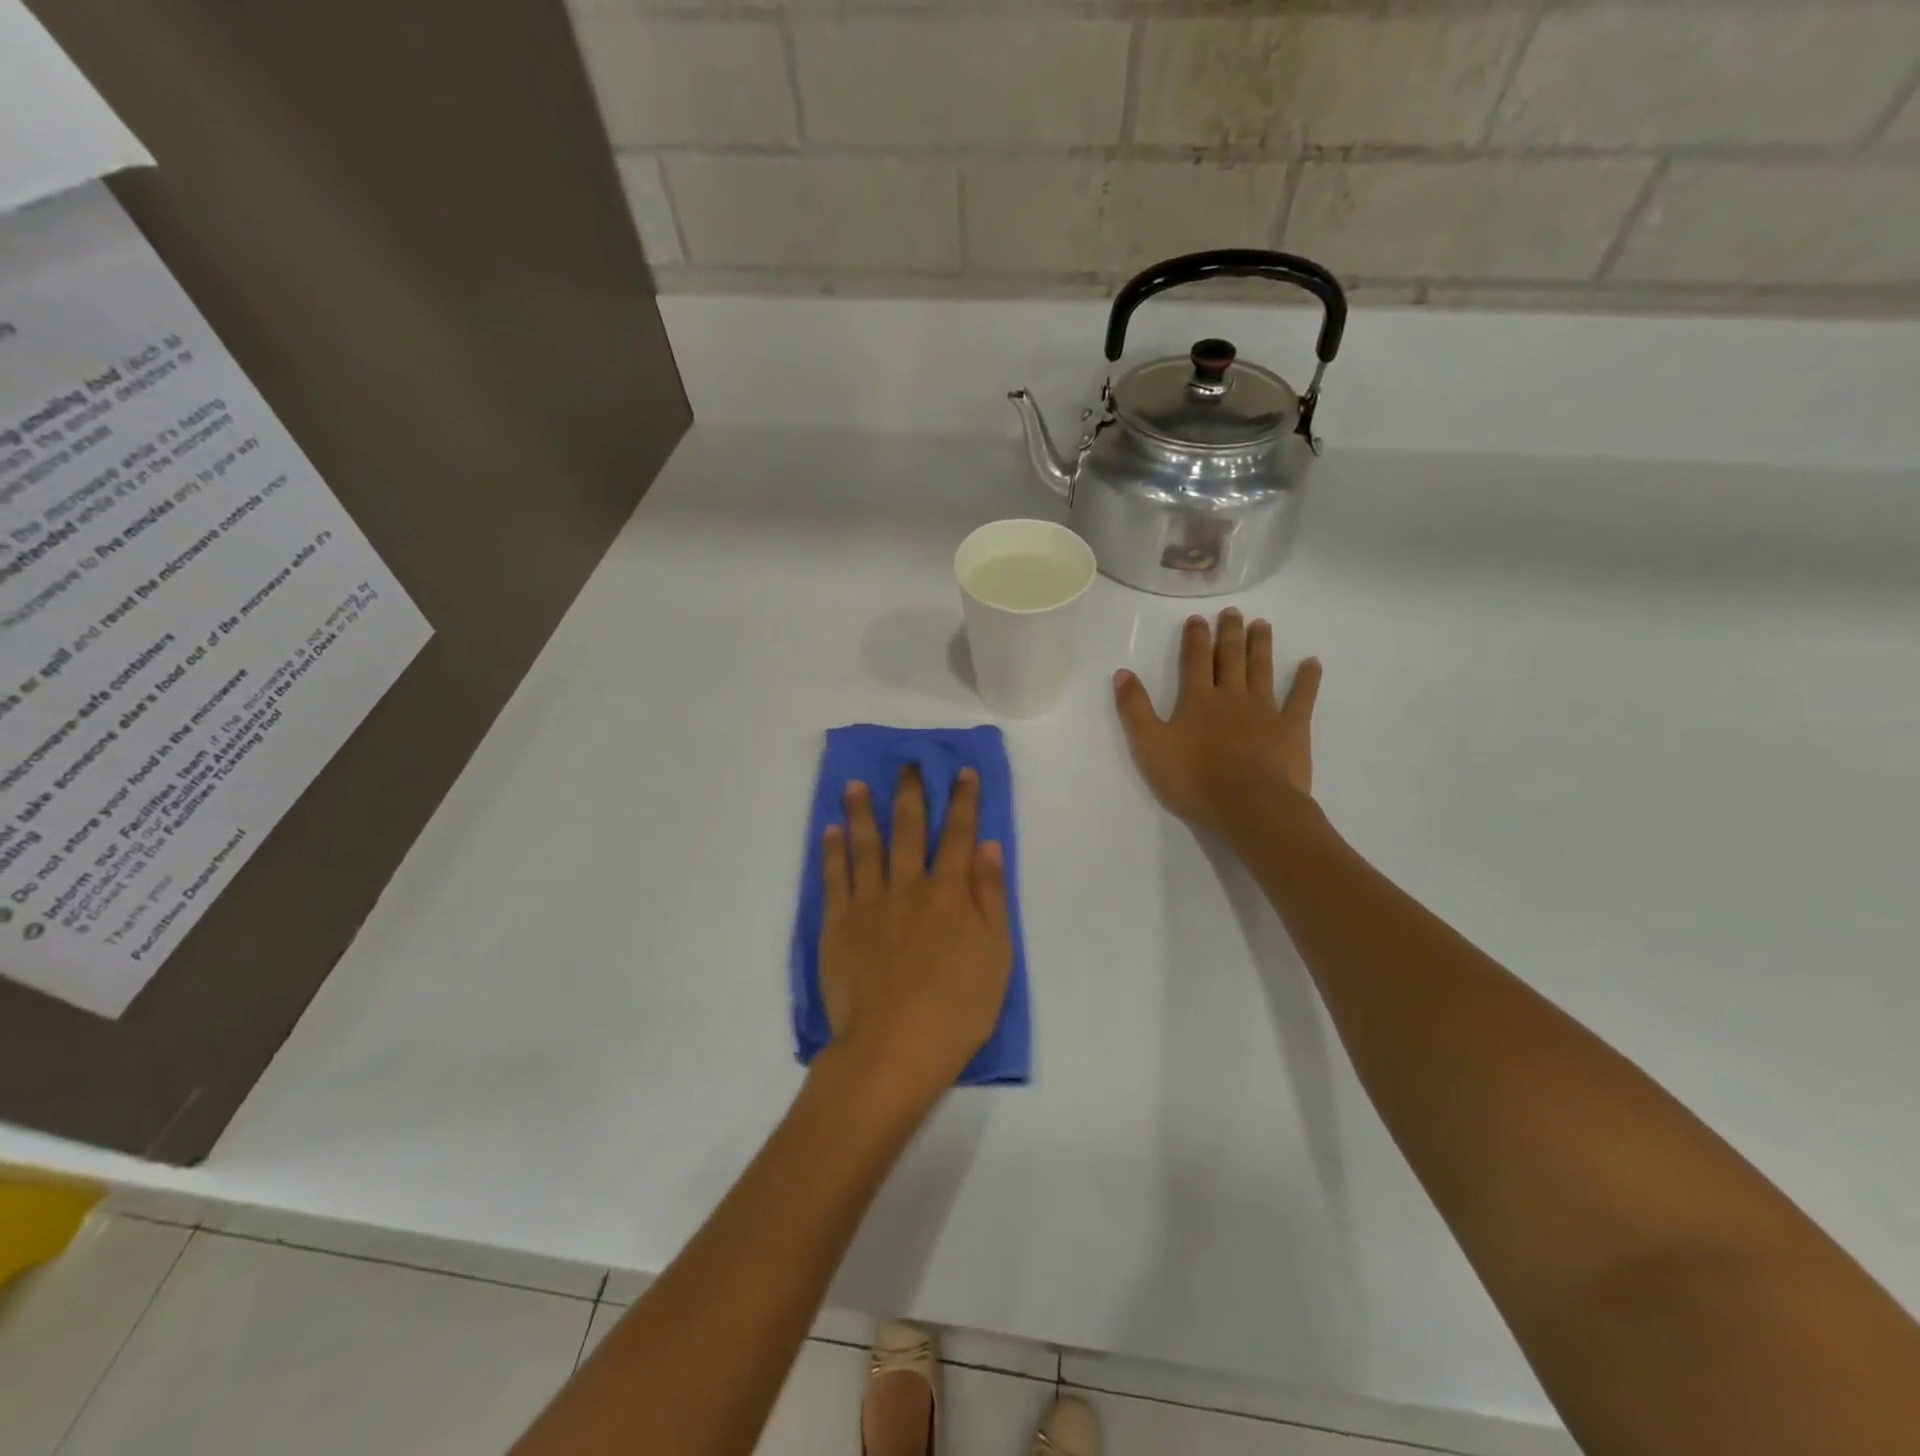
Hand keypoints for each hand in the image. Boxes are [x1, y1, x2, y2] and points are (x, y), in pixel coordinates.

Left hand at [817, 767, 1013, 1104]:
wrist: (894, 1047)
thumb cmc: (957, 1006)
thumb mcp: (996, 954)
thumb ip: (991, 896)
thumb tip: (988, 846)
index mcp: (949, 892)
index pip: (959, 834)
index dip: (963, 801)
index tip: (962, 772)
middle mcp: (908, 886)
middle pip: (909, 829)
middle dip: (911, 794)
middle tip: (908, 764)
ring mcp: (869, 903)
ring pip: (865, 845)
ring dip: (862, 811)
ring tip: (856, 784)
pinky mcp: (838, 924)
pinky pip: (834, 877)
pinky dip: (833, 850)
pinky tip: (831, 830)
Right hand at [1113, 608, 1321, 837]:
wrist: (1248, 805)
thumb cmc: (1193, 780)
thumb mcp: (1149, 746)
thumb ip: (1135, 709)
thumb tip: (1122, 673)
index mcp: (1197, 700)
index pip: (1195, 660)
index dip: (1195, 638)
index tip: (1197, 618)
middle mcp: (1232, 696)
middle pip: (1231, 658)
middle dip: (1230, 633)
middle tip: (1233, 612)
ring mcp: (1265, 710)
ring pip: (1262, 670)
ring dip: (1261, 646)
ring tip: (1263, 624)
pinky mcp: (1292, 729)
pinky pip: (1301, 698)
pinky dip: (1307, 680)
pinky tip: (1313, 663)